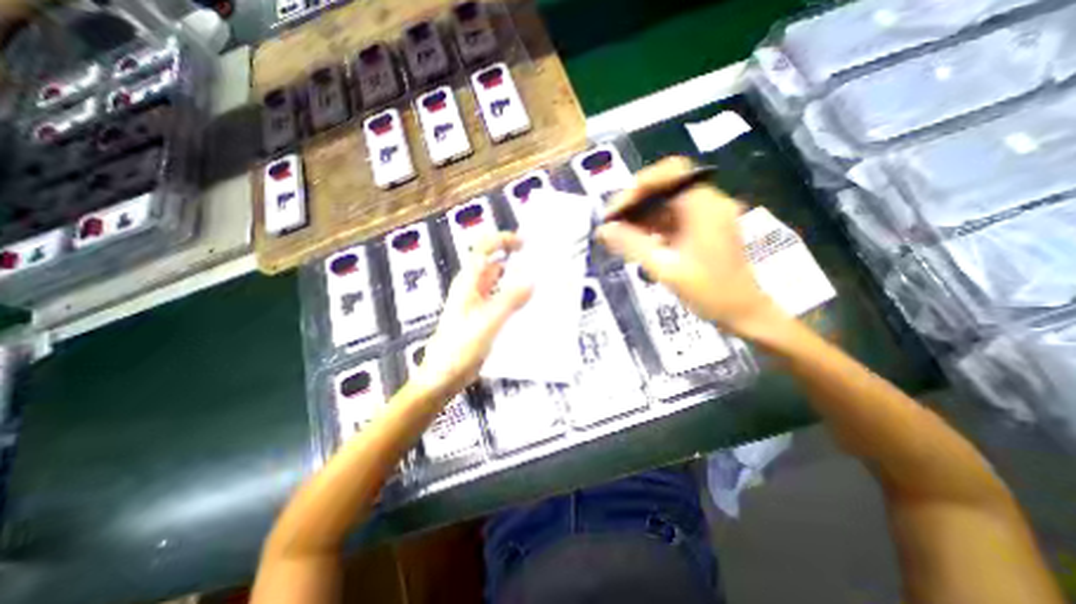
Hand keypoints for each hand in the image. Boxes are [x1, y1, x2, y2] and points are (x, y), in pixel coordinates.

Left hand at [412, 233, 529, 397]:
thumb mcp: (487, 322)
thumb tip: (532, 281)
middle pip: (494, 265)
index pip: (484, 251)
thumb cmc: (459, 348)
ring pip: (500, 285)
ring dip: (517, 281)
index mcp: (468, 283)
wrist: (444, 377)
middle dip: (515, 259)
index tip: (525, 243)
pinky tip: (530, 306)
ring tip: (541, 282)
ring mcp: (479, 305)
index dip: (502, 241)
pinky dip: (515, 299)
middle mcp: (473, 290)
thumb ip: (509, 301)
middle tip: (541, 262)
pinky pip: (503, 302)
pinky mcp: (484, 320)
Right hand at [598, 155, 784, 334]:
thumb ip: (632, 245)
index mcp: (704, 205)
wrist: (742, 312)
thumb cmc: (708, 292)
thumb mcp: (665, 268)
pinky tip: (635, 241)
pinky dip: (651, 226)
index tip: (616, 211)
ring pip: (665, 203)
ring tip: (617, 234)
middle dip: (634, 203)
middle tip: (611, 224)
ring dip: (640, 216)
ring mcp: (705, 215)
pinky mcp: (701, 228)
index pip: (669, 174)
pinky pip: (671, 218)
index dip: (638, 186)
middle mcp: (707, 202)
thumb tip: (602, 230)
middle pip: (665, 187)